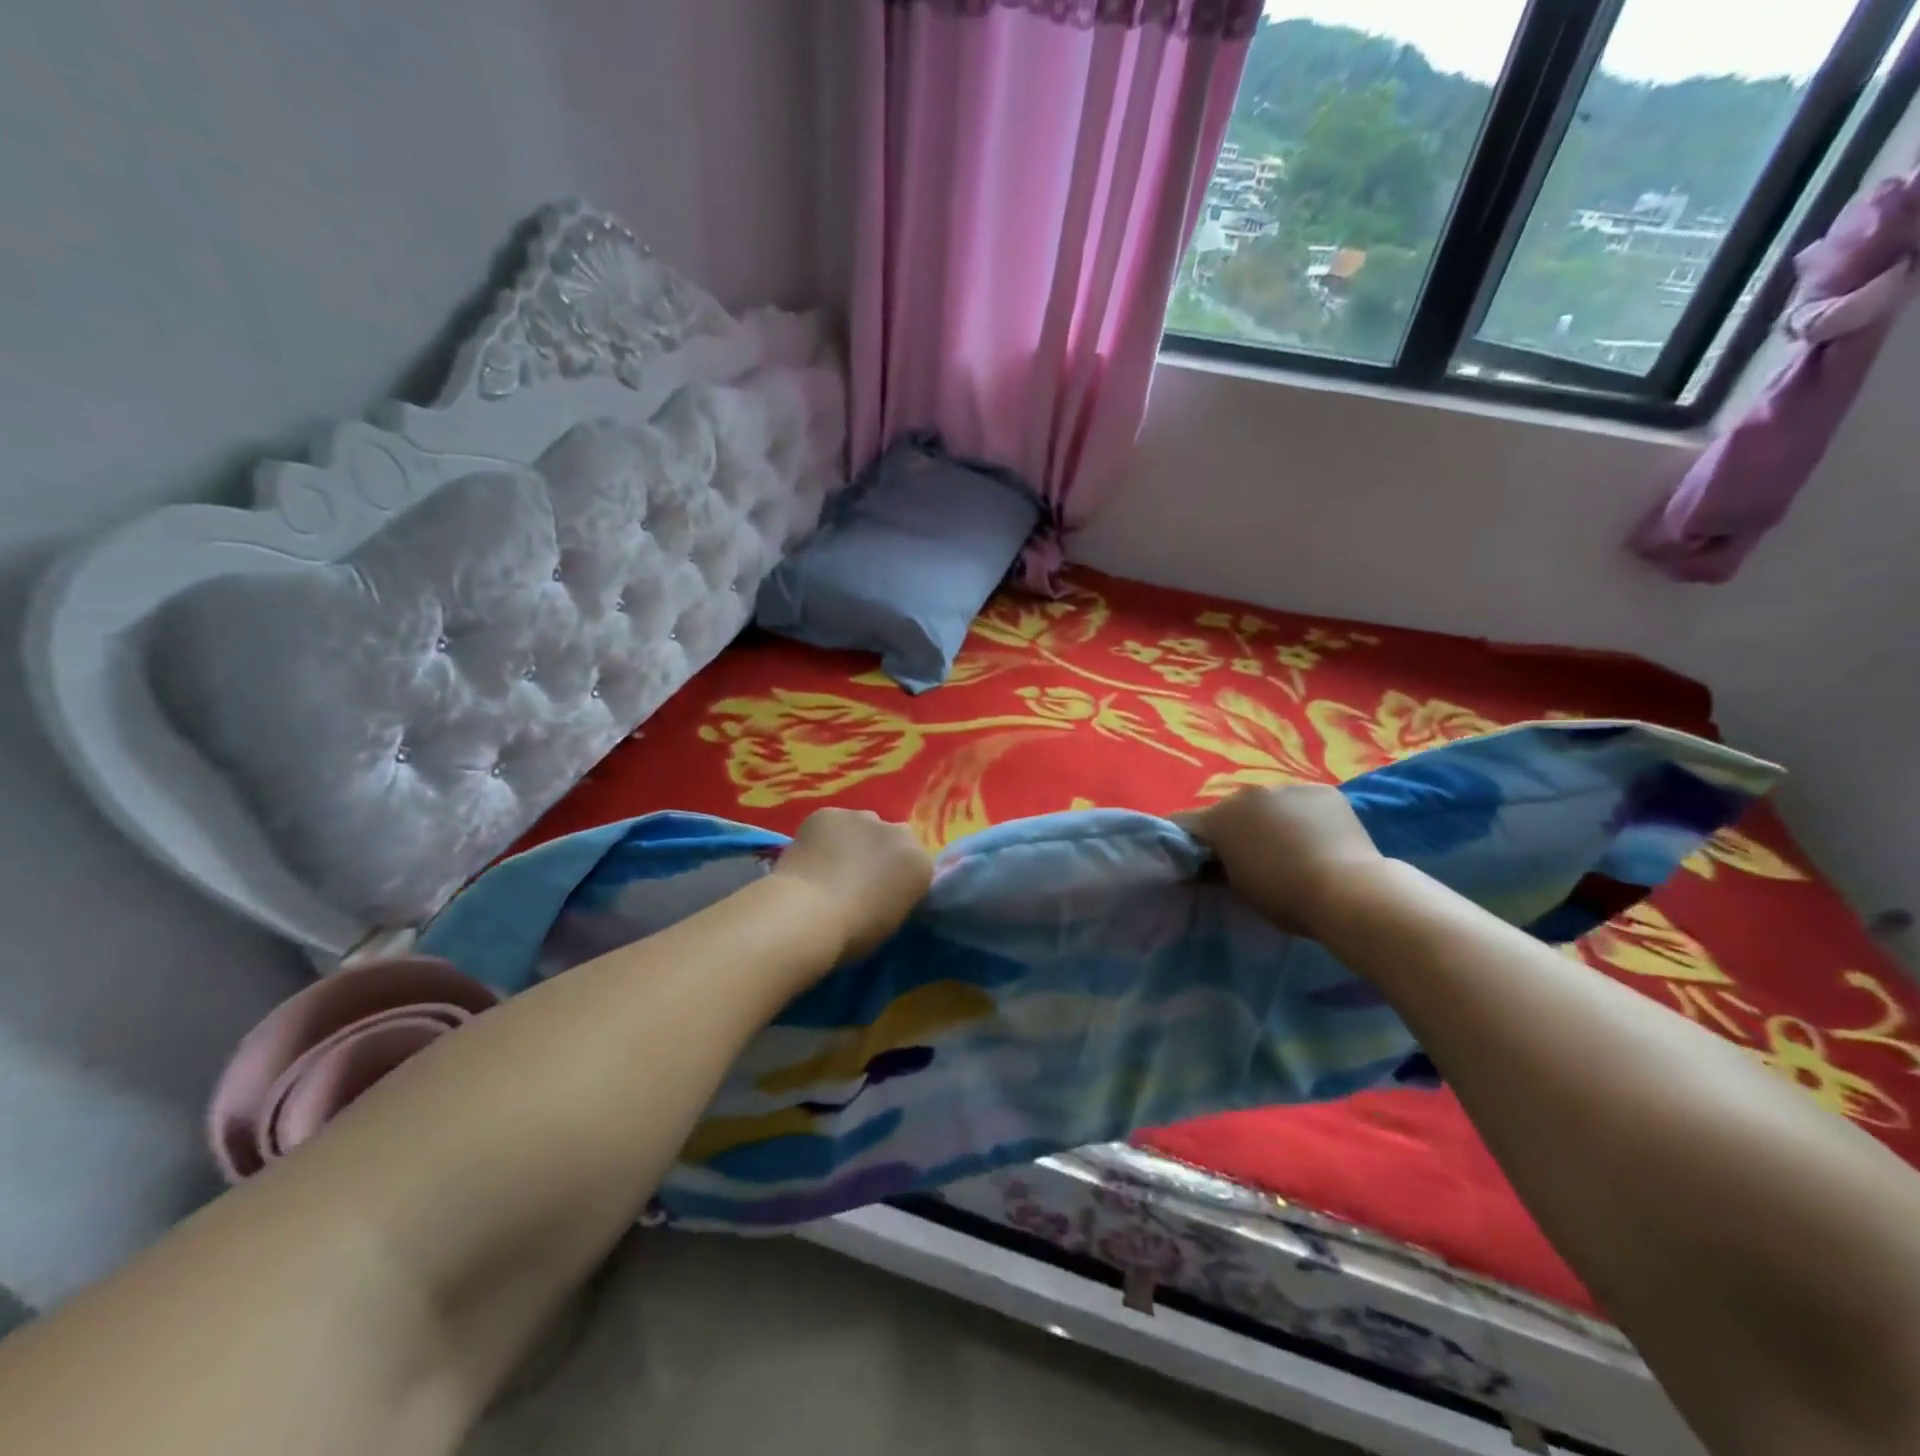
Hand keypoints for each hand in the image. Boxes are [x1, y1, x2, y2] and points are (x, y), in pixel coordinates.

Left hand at [772, 809, 934, 961]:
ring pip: (860, 826)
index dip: (897, 879)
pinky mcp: (828, 813)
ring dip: (851, 841)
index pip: (915, 865)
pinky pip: (829, 824)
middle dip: (878, 852)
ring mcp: (862, 817)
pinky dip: (822, 836)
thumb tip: (882, 891)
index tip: (881, 894)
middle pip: (891, 838)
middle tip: (856, 877)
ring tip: (829, 867)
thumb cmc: (854, 933)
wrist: (809, 914)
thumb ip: (895, 896)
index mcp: (920, 864)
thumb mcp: (890, 922)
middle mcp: (899, 832)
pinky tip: (809, 857)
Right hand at [1177, 784, 1384, 937]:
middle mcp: (1248, 793)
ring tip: (1287, 847)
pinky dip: (1302, 816)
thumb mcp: (1239, 890)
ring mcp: (1287, 787)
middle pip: (1230, 810)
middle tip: (1246, 856)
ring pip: (1268, 803)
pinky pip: (1302, 802)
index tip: (1193, 860)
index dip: (1186, 842)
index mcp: (1220, 818)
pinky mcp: (1323, 790)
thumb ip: (1216, 870)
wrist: (1350, 891)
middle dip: (1233, 829)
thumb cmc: (1285, 896)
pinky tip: (1316, 838)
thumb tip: (1205, 866)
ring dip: (1268, 820)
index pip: (1186, 824)